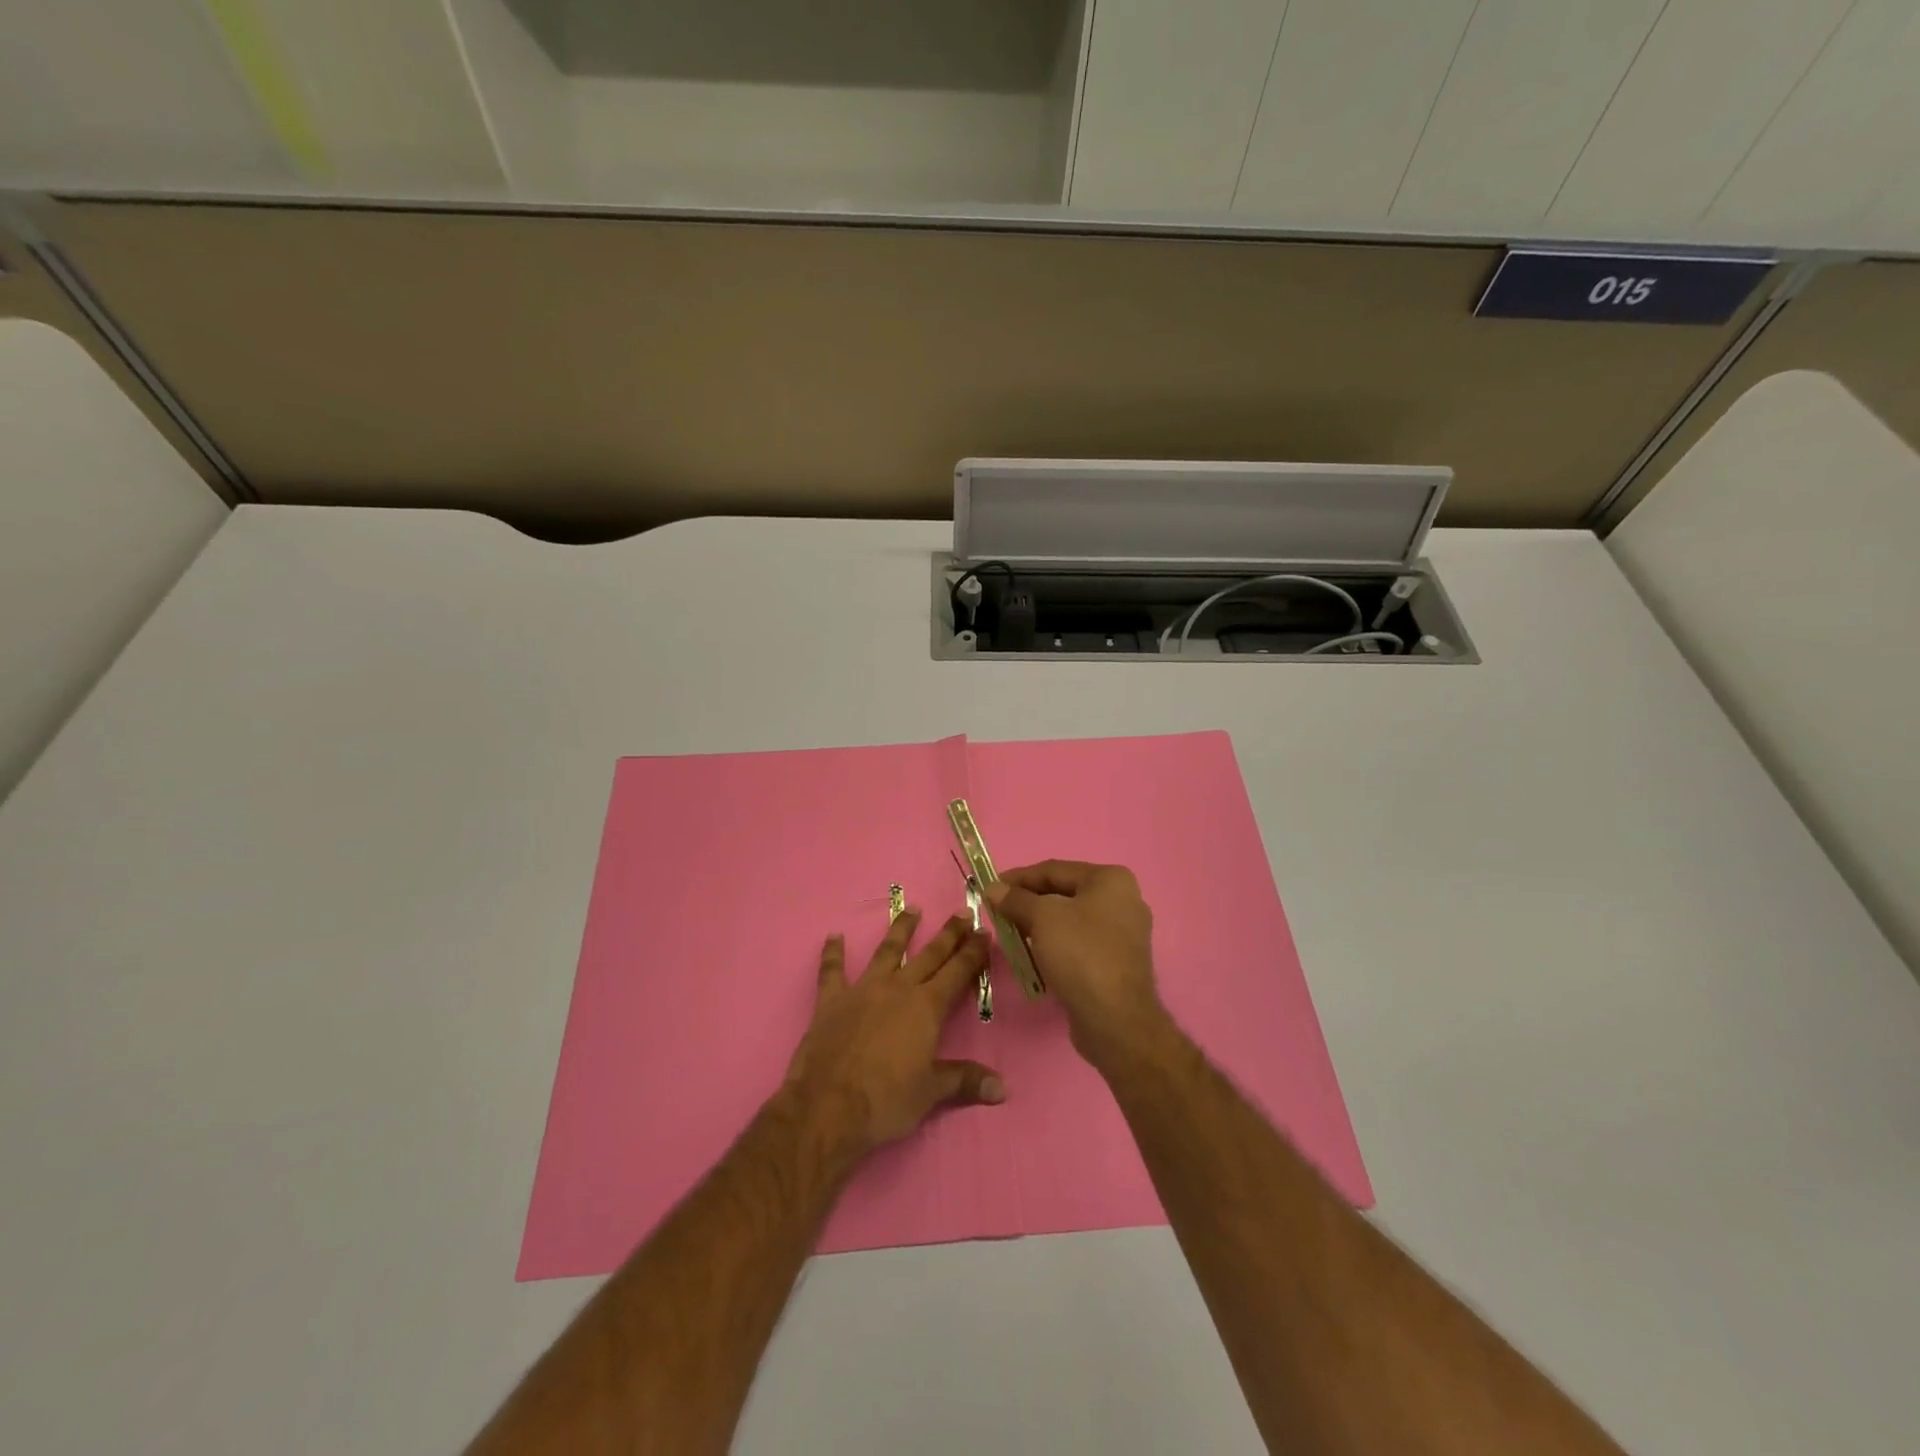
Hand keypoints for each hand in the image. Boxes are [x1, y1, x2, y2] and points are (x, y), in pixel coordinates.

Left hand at [786, 909, 1004, 1151]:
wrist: (828, 1107)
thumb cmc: (886, 1101)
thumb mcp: (931, 1092)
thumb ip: (965, 1081)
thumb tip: (1002, 1088)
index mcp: (926, 1007)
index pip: (957, 972)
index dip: (973, 953)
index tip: (984, 932)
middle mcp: (898, 989)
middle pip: (929, 955)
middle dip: (949, 934)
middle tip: (962, 912)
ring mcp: (863, 990)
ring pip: (886, 951)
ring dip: (900, 929)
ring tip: (912, 909)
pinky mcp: (831, 1001)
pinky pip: (832, 971)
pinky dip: (833, 953)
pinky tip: (834, 937)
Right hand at [986, 861, 1166, 1070]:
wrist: (1115, 1019)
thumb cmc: (1080, 953)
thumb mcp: (1042, 917)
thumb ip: (1016, 899)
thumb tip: (992, 888)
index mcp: (1110, 879)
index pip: (1054, 869)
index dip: (1018, 877)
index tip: (989, 888)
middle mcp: (1122, 900)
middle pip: (1063, 893)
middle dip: (1028, 902)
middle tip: (997, 913)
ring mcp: (1123, 933)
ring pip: (1070, 920)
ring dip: (1039, 925)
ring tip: (1011, 934)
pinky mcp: (1117, 962)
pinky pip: (1079, 943)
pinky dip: (1055, 945)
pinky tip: (1033, 955)